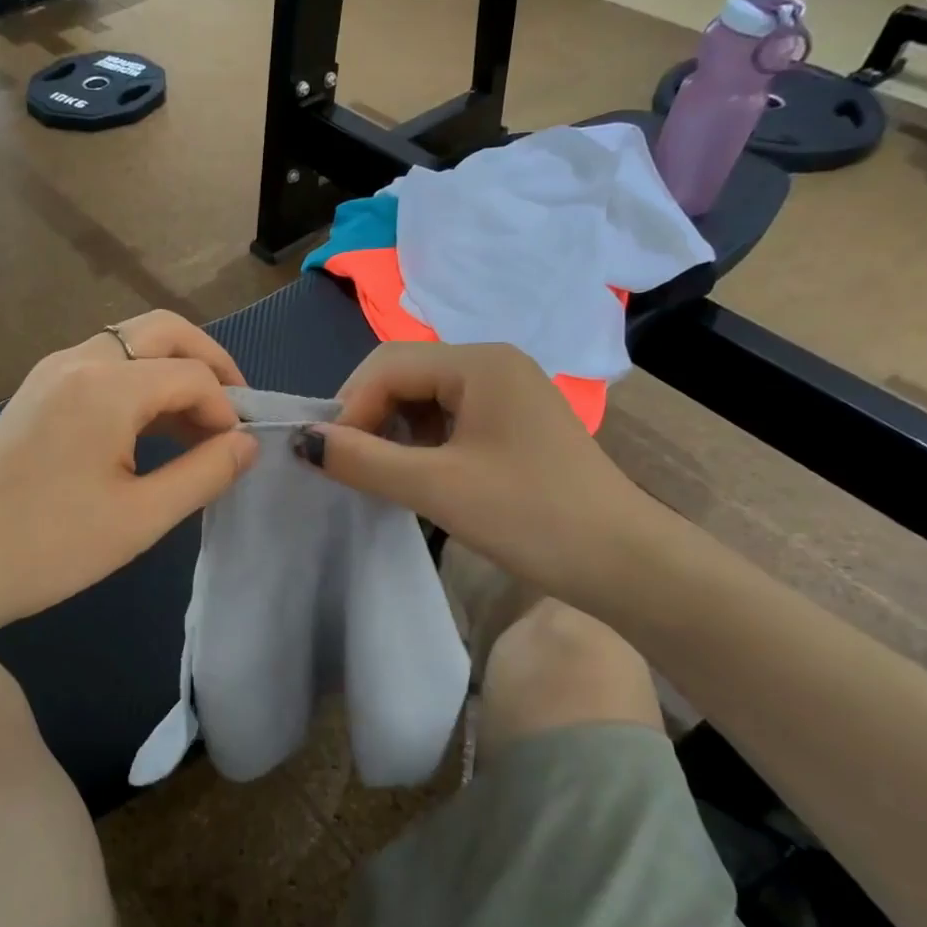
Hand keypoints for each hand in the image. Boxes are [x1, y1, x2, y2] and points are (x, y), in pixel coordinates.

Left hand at [0, 312, 258, 631]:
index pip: (192, 375)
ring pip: (131, 343)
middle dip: (208, 362)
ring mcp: (51, 372)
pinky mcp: (36, 392)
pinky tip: (149, 427)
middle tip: (232, 409)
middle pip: (164, 331)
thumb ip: (204, 473)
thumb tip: (247, 443)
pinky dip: (138, 381)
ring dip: (172, 370)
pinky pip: (102, 365)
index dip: (226, 409)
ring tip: (196, 425)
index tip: (235, 453)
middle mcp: (78, 360)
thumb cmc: (49, 546)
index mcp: (106, 385)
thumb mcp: (140, 517)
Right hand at [297, 342, 659, 606]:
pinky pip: (448, 417)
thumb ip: (363, 459)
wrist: (626, 564)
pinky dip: (420, 441)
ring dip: (392, 430)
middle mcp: (493, 363)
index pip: (387, 365)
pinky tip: (417, 474)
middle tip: (350, 465)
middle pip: (404, 374)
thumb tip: (300, 440)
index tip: (332, 458)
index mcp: (480, 362)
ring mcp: (506, 392)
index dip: (350, 407)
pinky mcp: (512, 422)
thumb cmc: (532, 517)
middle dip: (368, 416)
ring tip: (381, 474)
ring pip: (423, 397)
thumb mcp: (436, 487)